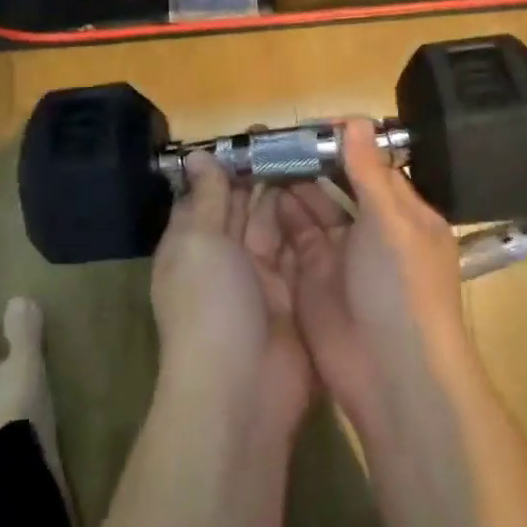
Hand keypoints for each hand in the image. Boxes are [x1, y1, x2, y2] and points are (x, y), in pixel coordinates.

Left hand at [151, 149, 314, 433]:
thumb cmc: (208, 306)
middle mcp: (226, 257)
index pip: (212, 192)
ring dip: (293, 196)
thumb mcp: (198, 243)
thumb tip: (195, 156)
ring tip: (320, 159)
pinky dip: (313, 228)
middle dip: (267, 175)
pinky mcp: (296, 297)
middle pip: (247, 206)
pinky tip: (332, 197)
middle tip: (300, 140)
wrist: (241, 392)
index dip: (232, 163)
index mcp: (194, 242)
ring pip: (278, 226)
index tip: (261, 133)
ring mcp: (263, 279)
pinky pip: (303, 253)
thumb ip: (206, 198)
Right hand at [278, 120, 475, 438]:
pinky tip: (258, 190)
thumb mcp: (391, 222)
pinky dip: (278, 214)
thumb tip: (357, 119)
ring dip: (291, 183)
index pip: (371, 165)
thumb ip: (369, 171)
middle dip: (309, 161)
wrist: (391, 375)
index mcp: (402, 214)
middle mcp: (372, 230)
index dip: (341, 142)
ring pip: (312, 207)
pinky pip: (293, 236)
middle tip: (272, 137)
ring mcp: (340, 254)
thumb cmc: (402, 287)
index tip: (306, 124)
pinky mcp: (312, 276)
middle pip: (337, 184)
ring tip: (259, 156)